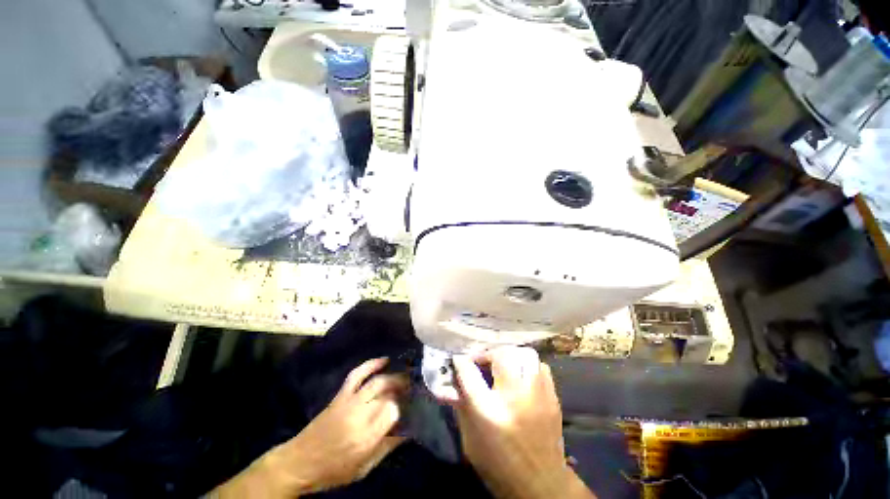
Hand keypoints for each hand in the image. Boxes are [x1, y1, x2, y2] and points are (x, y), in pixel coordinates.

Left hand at [213, 358, 407, 497]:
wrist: (299, 462)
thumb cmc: (334, 470)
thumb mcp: (364, 467)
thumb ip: (388, 446)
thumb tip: (409, 429)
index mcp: (366, 437)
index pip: (394, 411)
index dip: (406, 406)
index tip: (415, 405)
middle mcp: (359, 414)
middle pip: (388, 392)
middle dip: (403, 387)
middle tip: (415, 388)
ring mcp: (349, 401)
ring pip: (377, 381)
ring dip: (393, 376)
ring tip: (406, 376)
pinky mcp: (341, 394)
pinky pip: (358, 374)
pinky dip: (371, 364)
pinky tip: (384, 360)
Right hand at [448, 346, 594, 498]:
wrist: (541, 486)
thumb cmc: (498, 465)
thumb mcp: (470, 441)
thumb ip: (460, 407)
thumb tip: (448, 385)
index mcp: (489, 411)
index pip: (470, 373)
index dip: (462, 362)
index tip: (458, 359)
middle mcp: (514, 397)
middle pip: (502, 355)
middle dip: (488, 353)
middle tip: (483, 362)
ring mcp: (537, 395)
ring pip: (525, 355)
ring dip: (510, 355)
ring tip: (502, 364)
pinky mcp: (552, 398)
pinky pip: (540, 367)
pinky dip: (527, 365)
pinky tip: (521, 375)